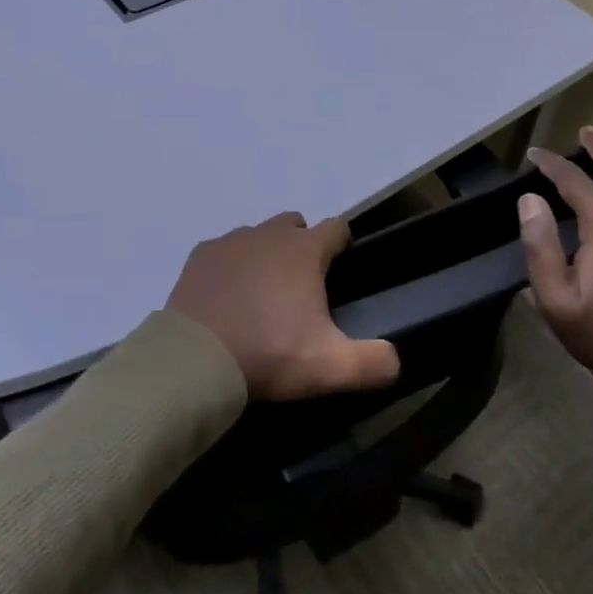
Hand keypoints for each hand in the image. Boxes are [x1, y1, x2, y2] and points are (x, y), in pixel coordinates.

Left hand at [167, 212, 401, 400]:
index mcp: (305, 251)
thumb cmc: (269, 353)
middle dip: (302, 246)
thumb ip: (373, 362)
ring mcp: (231, 241)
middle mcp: (269, 234)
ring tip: (262, 296)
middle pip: (295, 226)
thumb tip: (396, 359)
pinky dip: (230, 267)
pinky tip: (227, 298)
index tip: (342, 268)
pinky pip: (224, 251)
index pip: (337, 228)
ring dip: (265, 255)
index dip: (343, 244)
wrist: (196, 359)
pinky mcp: (201, 255)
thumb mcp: (330, 367)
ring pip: (258, 236)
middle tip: (301, 288)